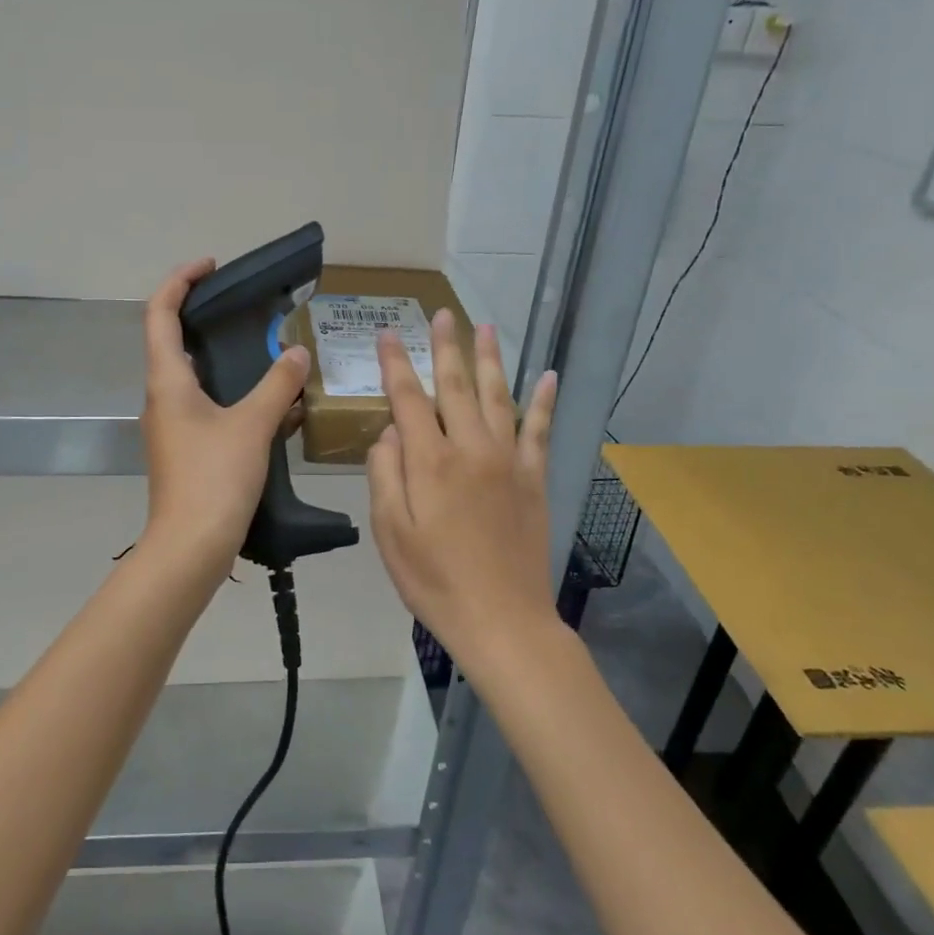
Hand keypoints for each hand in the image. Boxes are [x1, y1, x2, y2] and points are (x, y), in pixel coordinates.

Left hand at [138, 260, 311, 587]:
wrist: (189, 548)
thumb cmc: (213, 480)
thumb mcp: (252, 427)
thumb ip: (277, 386)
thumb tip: (296, 353)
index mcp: (167, 381)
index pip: (160, 313)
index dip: (180, 281)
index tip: (211, 266)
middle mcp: (162, 397)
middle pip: (172, 341)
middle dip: (204, 316)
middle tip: (244, 306)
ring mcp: (171, 426)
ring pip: (193, 377)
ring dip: (224, 358)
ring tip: (265, 352)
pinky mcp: (184, 449)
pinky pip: (207, 407)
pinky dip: (233, 395)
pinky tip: (269, 404)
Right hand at [366, 311, 558, 668]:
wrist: (503, 621)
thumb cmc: (434, 581)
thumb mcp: (391, 533)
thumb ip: (385, 475)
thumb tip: (389, 432)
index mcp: (430, 462)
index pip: (408, 399)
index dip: (396, 364)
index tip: (387, 334)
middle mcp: (471, 449)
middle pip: (455, 386)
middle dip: (445, 347)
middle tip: (441, 313)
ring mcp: (508, 461)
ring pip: (497, 397)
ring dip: (490, 359)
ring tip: (485, 327)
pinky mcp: (534, 479)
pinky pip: (539, 430)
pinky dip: (543, 401)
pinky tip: (548, 376)